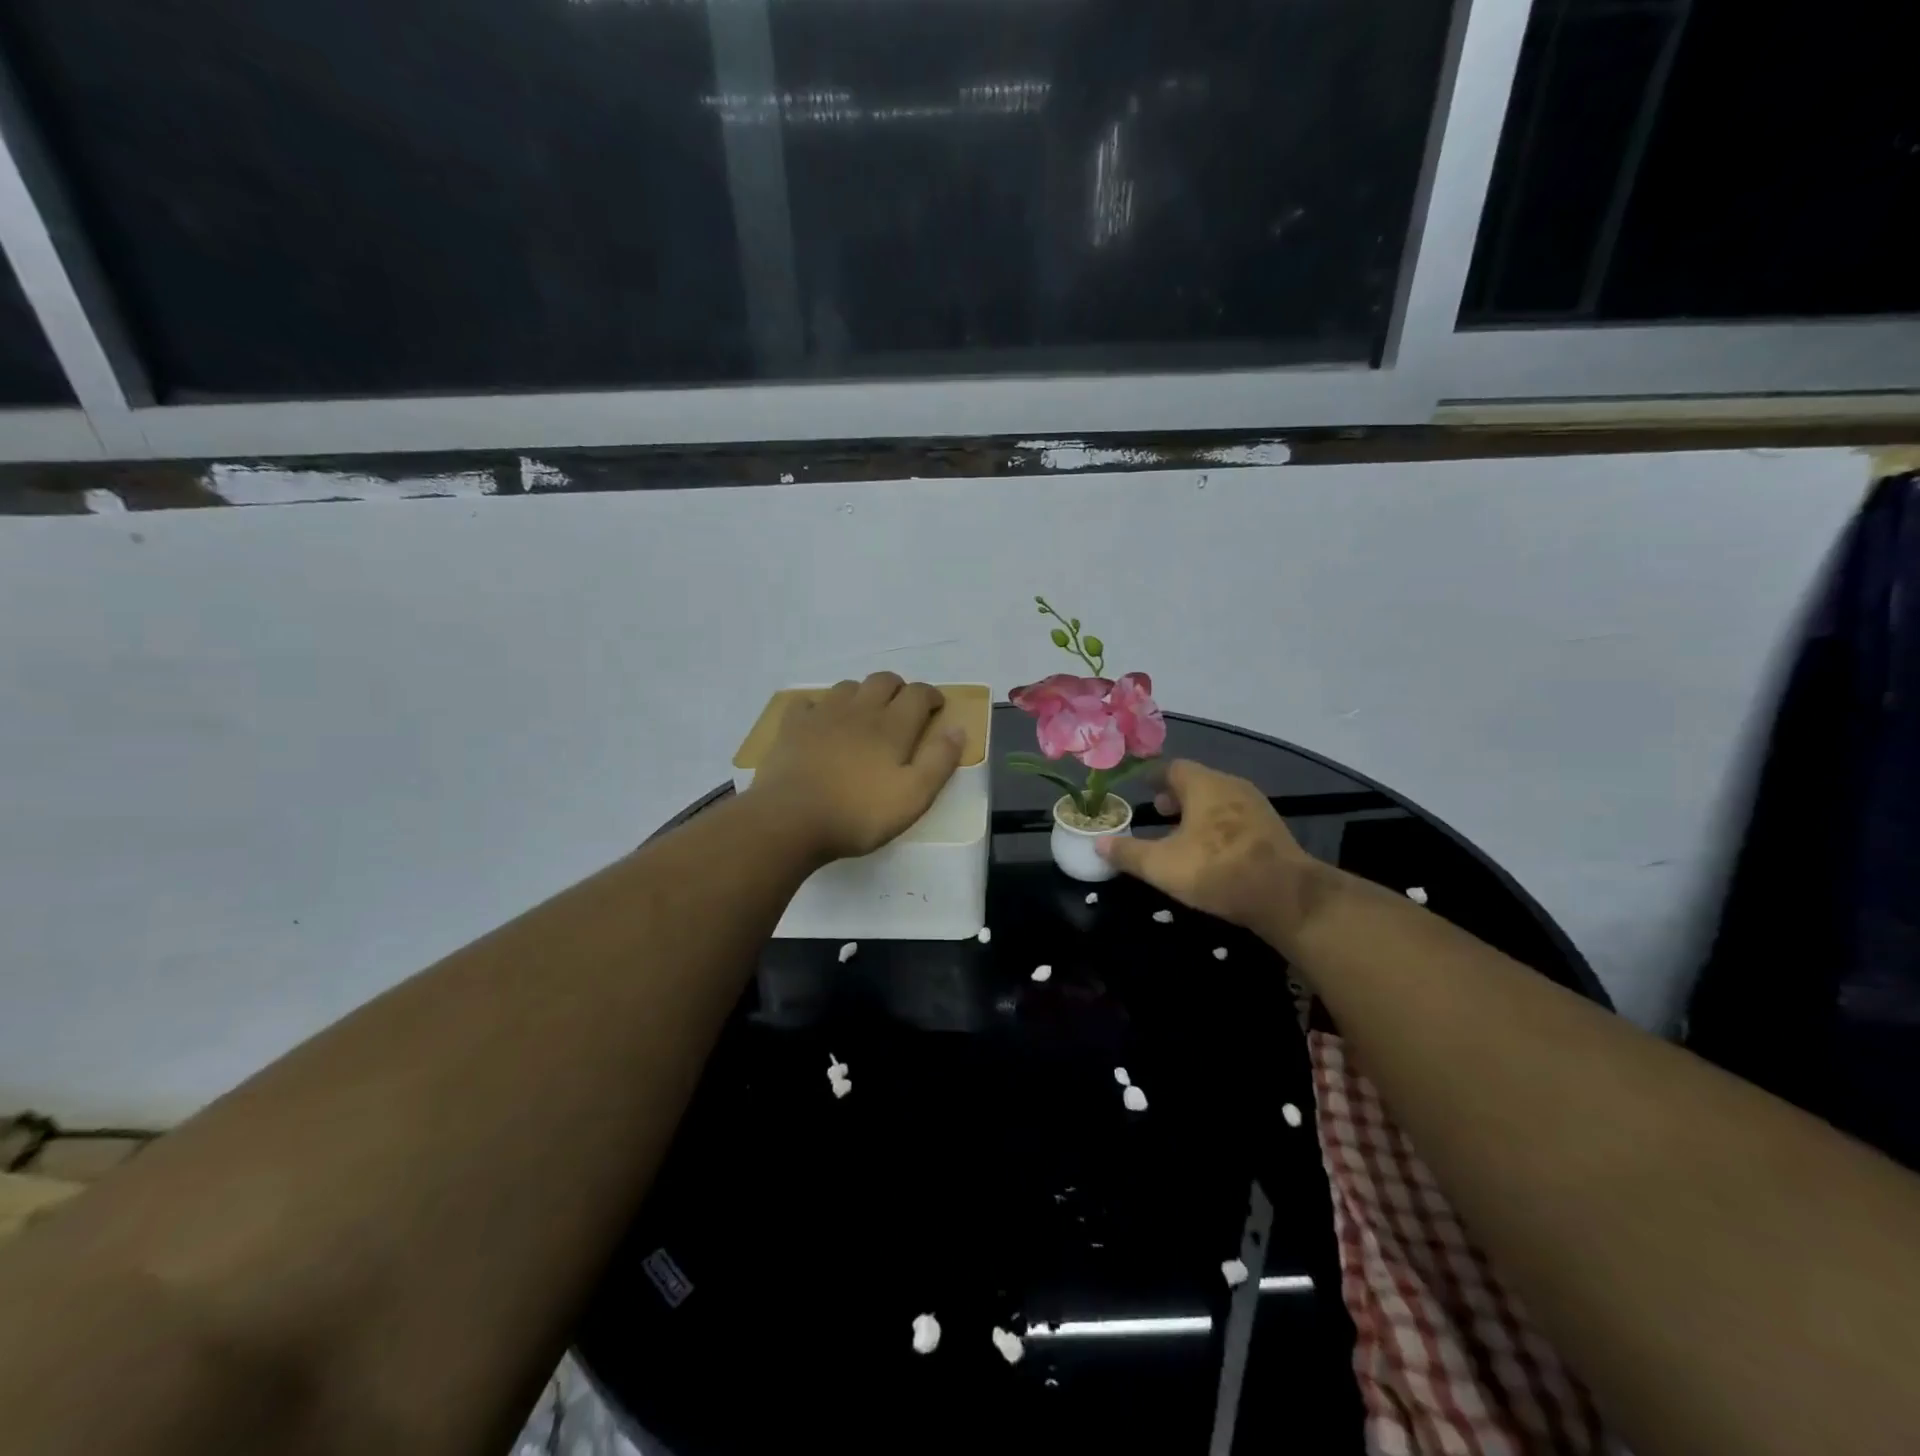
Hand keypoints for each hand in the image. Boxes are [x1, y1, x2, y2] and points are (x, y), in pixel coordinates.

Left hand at [748, 673, 966, 862]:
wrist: (790, 820)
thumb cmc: (858, 813)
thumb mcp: (913, 797)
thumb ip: (939, 761)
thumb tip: (958, 729)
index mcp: (892, 726)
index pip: (918, 694)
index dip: (931, 696)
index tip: (936, 707)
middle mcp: (859, 710)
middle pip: (883, 680)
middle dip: (898, 688)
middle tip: (903, 708)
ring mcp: (822, 714)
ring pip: (847, 687)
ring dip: (862, 694)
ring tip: (865, 715)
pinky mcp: (792, 726)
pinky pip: (808, 703)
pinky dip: (820, 707)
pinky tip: (820, 722)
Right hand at [1097, 759, 1319, 941]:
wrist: (1286, 896)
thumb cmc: (1216, 869)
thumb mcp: (1161, 865)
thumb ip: (1128, 852)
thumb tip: (1098, 843)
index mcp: (1204, 785)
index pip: (1173, 767)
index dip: (1154, 777)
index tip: (1141, 787)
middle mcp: (1231, 786)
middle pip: (1198, 782)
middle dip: (1176, 795)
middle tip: (1158, 811)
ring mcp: (1256, 807)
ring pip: (1219, 800)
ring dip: (1198, 812)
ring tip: (1181, 833)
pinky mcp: (1272, 830)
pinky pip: (1236, 817)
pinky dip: (1218, 825)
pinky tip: (1211, 850)